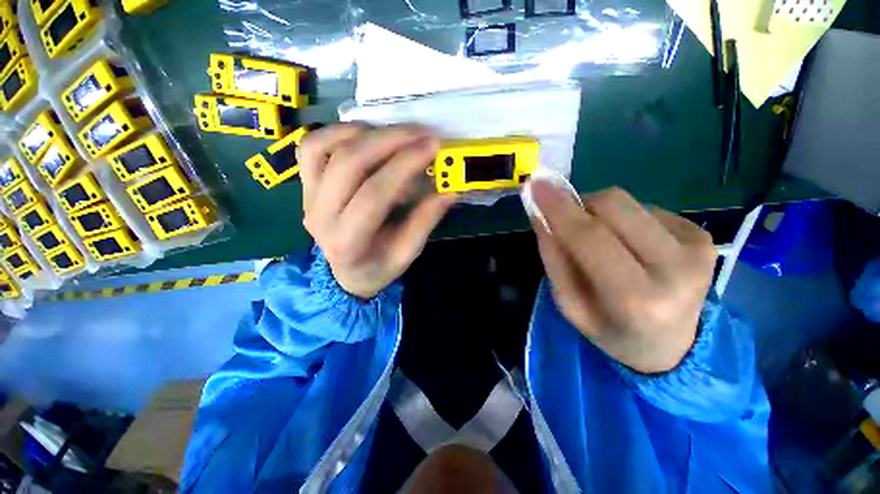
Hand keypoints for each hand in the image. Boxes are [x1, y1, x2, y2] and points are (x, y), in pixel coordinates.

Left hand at [298, 124, 456, 298]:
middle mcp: (320, 217)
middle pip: (348, 164)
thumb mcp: (406, 254)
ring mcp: (307, 198)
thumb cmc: (378, 266)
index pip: (375, 194)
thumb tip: (448, 192)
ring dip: (362, 132)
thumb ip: (424, 223)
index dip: (404, 165)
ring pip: (322, 147)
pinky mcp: (306, 186)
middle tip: (420, 132)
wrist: (346, 272)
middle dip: (389, 140)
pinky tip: (365, 134)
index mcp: (348, 242)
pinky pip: (311, 147)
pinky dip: (337, 132)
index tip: (431, 147)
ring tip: (395, 133)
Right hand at [529, 182, 716, 373]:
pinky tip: (627, 244)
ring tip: (601, 240)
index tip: (535, 185)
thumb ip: (554, 258)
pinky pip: (644, 208)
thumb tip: (540, 215)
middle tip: (566, 221)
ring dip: (599, 213)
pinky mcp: (702, 234)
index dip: (559, 208)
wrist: (674, 346)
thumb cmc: (612, 330)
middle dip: (579, 205)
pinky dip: (622, 220)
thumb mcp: (570, 305)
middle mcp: (676, 268)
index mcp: (637, 298)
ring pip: (627, 201)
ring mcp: (696, 247)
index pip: (589, 237)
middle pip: (613, 205)